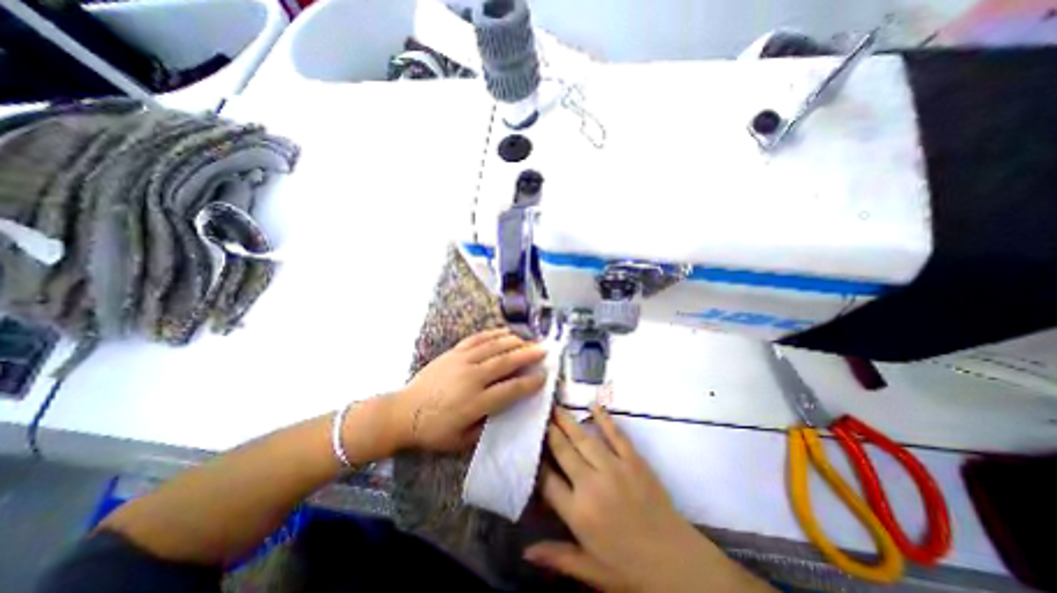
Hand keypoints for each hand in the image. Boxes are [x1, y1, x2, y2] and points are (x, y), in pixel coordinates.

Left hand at [393, 331, 549, 450]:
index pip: (511, 389)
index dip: (530, 383)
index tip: (544, 376)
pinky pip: (477, 339)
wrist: (402, 413)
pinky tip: (504, 332)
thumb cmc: (433, 431)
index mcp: (475, 402)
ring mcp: (461, 361)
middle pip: (506, 362)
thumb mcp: (461, 440)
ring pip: (494, 346)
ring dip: (514, 342)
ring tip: (529, 340)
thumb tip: (505, 409)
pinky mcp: (453, 353)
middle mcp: (472, 378)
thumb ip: (486, 425)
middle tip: (544, 350)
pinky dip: (493, 334)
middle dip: (528, 355)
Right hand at [528, 408, 770, 591]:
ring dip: (567, 421)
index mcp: (578, 512)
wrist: (677, 564)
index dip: (536, 461)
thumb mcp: (590, 570)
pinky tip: (593, 405)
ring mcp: (614, 468)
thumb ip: (557, 557)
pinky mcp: (634, 460)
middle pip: (563, 451)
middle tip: (539, 414)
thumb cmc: (630, 569)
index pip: (547, 480)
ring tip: (555, 406)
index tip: (529, 445)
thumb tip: (525, 551)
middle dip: (549, 431)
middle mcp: (591, 484)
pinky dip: (604, 418)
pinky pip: (616, 434)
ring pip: (584, 438)